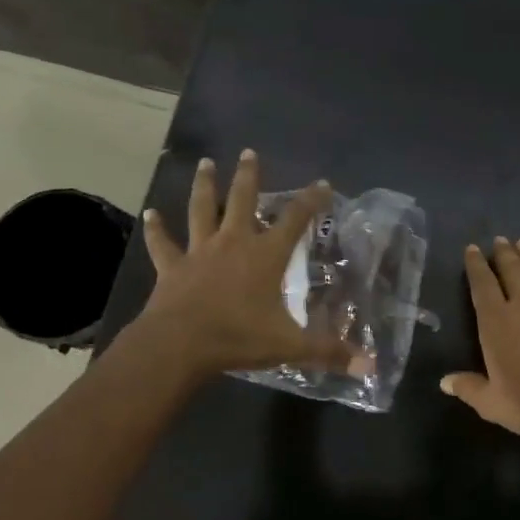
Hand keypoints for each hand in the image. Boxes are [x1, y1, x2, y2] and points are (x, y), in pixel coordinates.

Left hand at [125, 150, 361, 380]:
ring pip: (202, 210)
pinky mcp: (172, 267)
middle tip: (248, 152)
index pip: (295, 220)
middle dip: (248, 176)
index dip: (311, 200)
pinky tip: (150, 214)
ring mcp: (199, 252)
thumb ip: (328, 351)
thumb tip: (370, 366)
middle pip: (242, 200)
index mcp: (265, 256)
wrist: (180, 345)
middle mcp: (233, 243)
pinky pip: (163, 243)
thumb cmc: (238, 338)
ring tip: (206, 164)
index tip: (322, 183)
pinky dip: (156, 229)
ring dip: (205, 186)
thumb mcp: (290, 346)